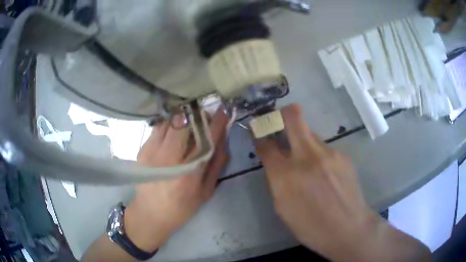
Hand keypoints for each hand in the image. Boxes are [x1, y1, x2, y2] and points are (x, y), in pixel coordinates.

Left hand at [124, 109, 228, 251]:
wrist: (150, 213)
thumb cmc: (182, 207)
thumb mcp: (205, 191)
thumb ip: (216, 164)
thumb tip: (223, 138)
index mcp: (188, 173)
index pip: (205, 139)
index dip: (216, 122)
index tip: (224, 109)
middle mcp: (167, 159)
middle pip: (183, 122)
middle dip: (197, 115)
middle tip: (204, 118)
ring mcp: (151, 152)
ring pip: (169, 121)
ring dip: (182, 118)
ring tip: (189, 124)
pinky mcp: (142, 150)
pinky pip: (159, 128)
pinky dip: (170, 126)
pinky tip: (173, 135)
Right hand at [256, 104, 430, 261]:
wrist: (352, 233)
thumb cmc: (313, 228)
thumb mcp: (286, 208)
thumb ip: (279, 179)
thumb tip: (276, 160)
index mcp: (290, 174)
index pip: (270, 141)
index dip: (262, 129)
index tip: (258, 121)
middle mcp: (311, 156)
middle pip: (296, 118)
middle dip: (285, 111)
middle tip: (280, 111)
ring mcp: (331, 154)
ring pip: (313, 132)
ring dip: (304, 135)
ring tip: (305, 154)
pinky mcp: (344, 158)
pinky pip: (326, 147)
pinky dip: (319, 152)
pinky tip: (324, 170)